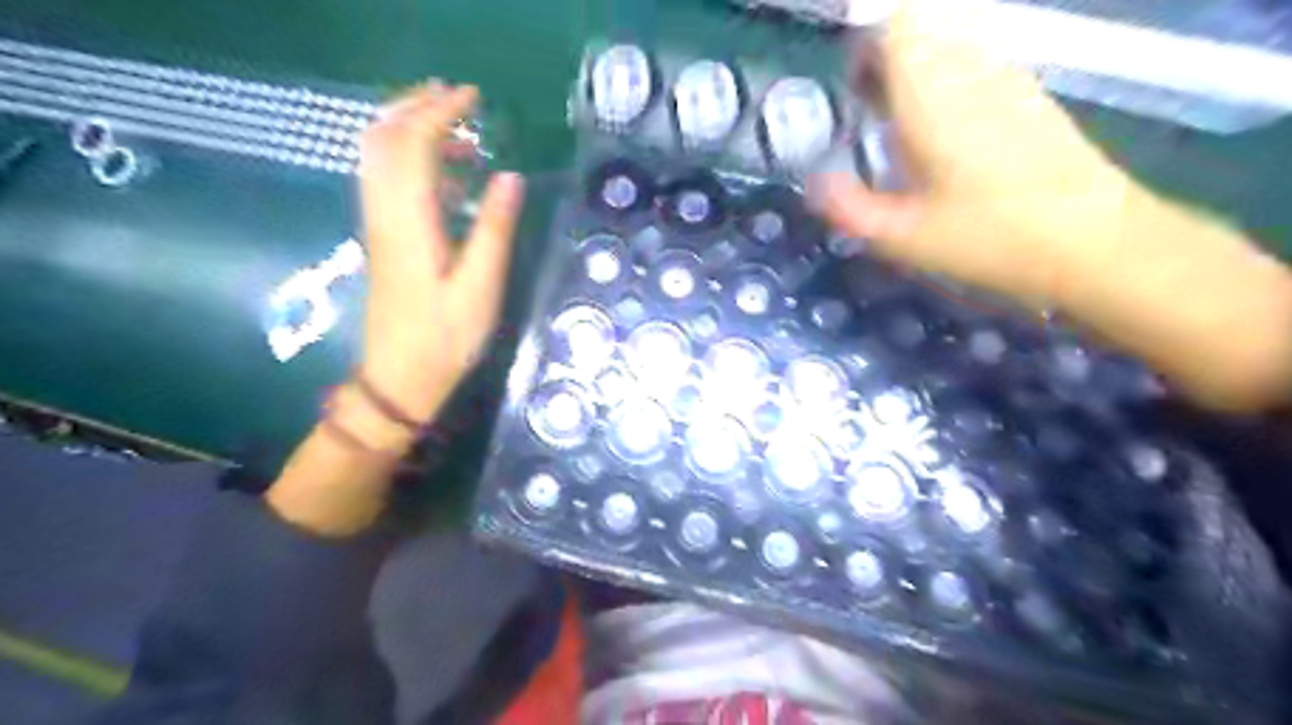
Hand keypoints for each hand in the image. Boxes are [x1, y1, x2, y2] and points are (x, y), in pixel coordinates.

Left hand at [261, 85, 522, 536]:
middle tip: (458, 97)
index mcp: (411, 220)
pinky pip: (386, 180)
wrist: (399, 378)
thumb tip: (509, 177)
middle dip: (416, 106)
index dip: (441, 111)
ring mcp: (379, 224)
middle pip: (384, 138)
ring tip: (458, 128)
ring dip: (410, 128)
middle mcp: (385, 212)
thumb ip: (493, 228)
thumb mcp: (481, 287)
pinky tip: (446, 173)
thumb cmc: (446, 338)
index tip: (474, 96)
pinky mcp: (383, 238)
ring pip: (378, 156)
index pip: (415, 144)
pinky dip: (411, 159)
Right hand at [811, 0, 1290, 408]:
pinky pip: (977, 64)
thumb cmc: (990, 238)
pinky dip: (948, 82)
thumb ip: (850, 208)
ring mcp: (1008, 77)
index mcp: (935, 95)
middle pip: (923, 27)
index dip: (868, 43)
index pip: (900, 23)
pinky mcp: (1030, 94)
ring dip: (918, 70)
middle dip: (887, 58)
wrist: (1094, 242)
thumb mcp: (904, 237)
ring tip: (901, 125)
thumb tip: (815, 184)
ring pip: (952, 43)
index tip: (851, 86)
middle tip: (868, 110)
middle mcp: (972, 70)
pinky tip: (945, 136)